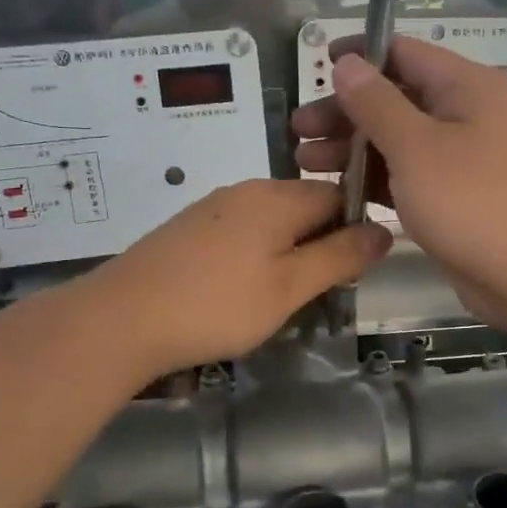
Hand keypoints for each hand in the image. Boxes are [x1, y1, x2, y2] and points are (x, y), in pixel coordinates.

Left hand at [84, 179, 391, 376]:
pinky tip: (239, 291)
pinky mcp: (188, 227)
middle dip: (320, 243)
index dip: (355, 229)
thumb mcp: (290, 287)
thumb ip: (339, 257)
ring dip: (287, 252)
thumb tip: (385, 229)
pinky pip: (240, 232)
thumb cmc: (217, 305)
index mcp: (279, 196)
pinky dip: (254, 256)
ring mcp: (213, 207)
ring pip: (271, 221)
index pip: (338, 194)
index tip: (353, 271)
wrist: (121, 318)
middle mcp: (247, 190)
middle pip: (304, 206)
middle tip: (317, 293)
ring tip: (280, 298)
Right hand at [292, 37, 506, 328]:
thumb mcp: (416, 147)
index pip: (403, 52)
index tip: (315, 68)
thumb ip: (376, 102)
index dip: (357, 57)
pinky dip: (377, 178)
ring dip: (353, 148)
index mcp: (466, 86)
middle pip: (396, 98)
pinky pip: (410, 174)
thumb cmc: (473, 202)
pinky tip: (340, 190)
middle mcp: (467, 113)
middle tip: (298, 131)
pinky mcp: (458, 195)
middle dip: (345, 113)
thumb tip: (347, 62)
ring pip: (399, 140)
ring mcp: (465, 157)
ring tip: (305, 163)